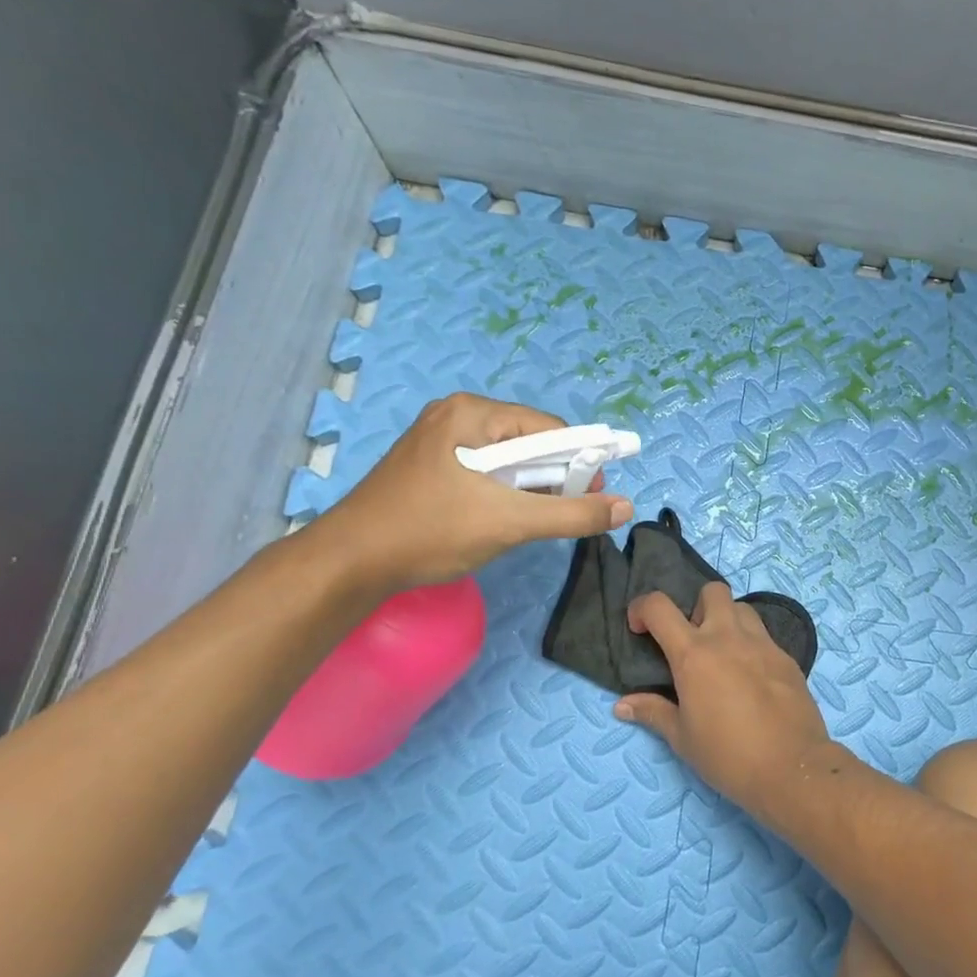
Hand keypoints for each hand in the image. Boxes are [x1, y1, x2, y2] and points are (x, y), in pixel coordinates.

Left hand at [313, 393, 632, 592]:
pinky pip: (485, 472)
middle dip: (553, 478)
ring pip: (508, 460)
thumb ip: (573, 514)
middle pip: (529, 442)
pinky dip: (503, 493)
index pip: (549, 428)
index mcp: (472, 413)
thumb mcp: (510, 522)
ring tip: (528, 521)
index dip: (579, 461)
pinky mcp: (430, 465)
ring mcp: (439, 440)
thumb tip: (626, 507)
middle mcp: (455, 416)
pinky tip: (500, 519)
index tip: (593, 496)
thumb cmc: (431, 531)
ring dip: (529, 489)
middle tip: (561, 513)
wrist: (349, 564)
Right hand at [614, 583, 835, 813]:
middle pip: (712, 591)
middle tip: (693, 641)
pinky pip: (764, 636)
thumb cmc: (727, 755)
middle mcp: (728, 637)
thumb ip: (653, 712)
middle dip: (697, 607)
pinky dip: (751, 645)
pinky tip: (751, 678)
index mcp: (694, 654)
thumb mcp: (682, 738)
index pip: (659, 606)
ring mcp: (763, 644)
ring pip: (742, 609)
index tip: (640, 629)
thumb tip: (622, 705)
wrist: (791, 767)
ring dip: (727, 621)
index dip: (642, 608)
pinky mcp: (787, 657)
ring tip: (723, 655)